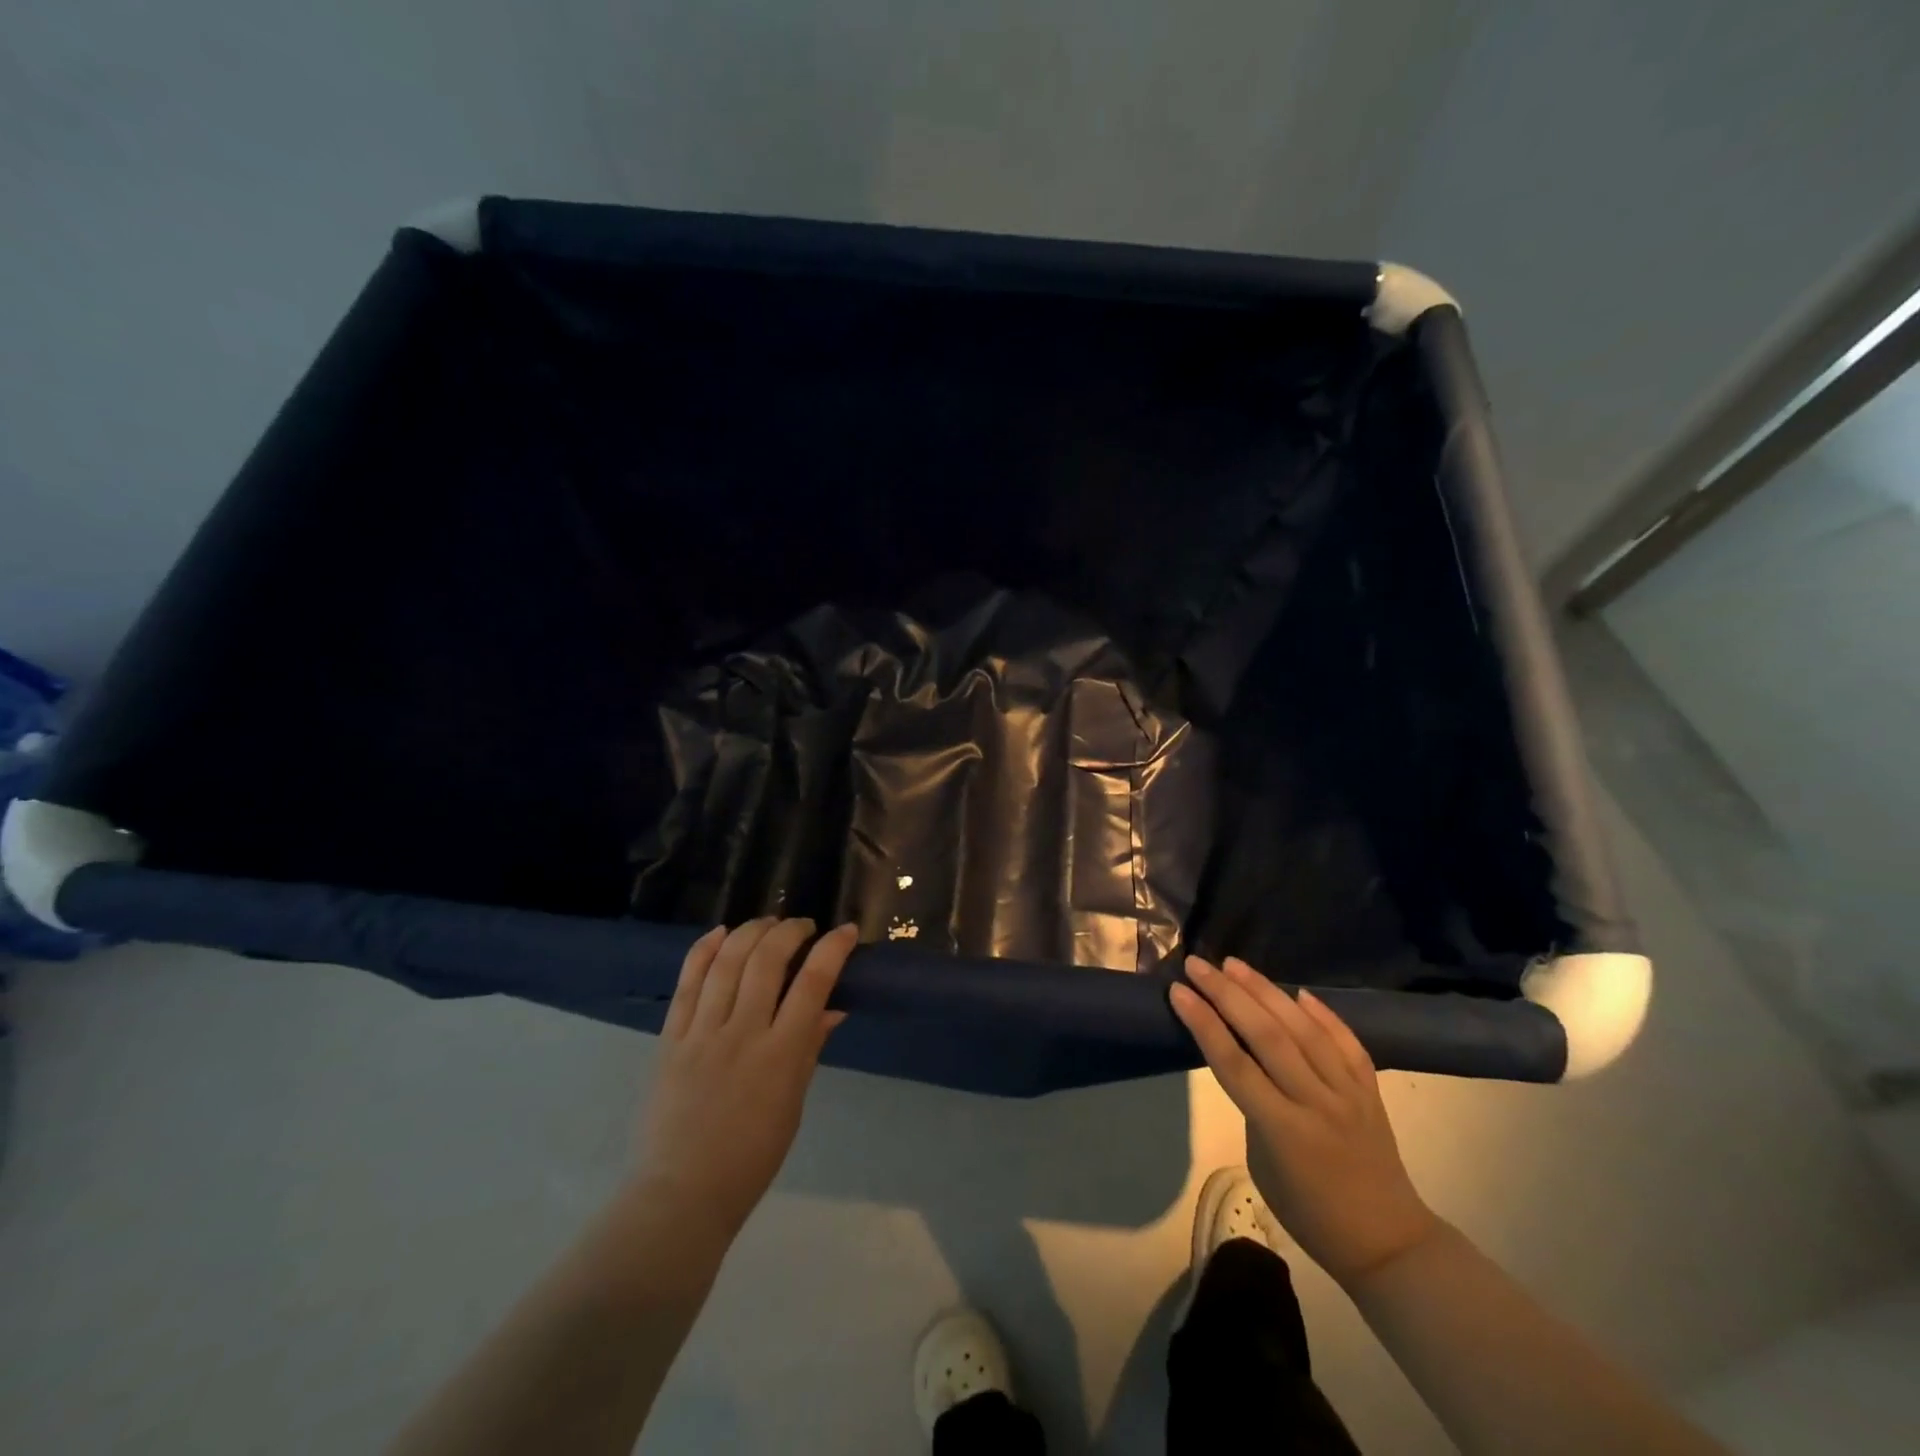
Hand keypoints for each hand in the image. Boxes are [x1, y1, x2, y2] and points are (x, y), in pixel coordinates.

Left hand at [634, 918, 855, 1238]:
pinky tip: (720, 933)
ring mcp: (702, 1033)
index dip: (832, 949)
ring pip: (727, 961)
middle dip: (790, 931)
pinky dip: (704, 950)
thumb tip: (832, 1007)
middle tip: (803, 927)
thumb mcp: (794, 1103)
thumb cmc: (751, 1156)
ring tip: (767, 923)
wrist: (681, 1193)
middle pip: (767, 960)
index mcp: (781, 1055)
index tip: (845, 931)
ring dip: (751, 931)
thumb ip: (810, 1048)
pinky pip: (687, 982)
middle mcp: (742, 1033)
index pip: (813, 983)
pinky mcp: (670, 1038)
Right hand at [1171, 956, 1439, 1287]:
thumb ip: (1253, 1107)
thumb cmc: (1309, 1213)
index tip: (1178, 991)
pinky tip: (1298, 992)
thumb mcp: (1262, 1163)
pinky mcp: (1371, 1090)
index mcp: (1283, 1130)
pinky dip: (1322, 1014)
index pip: (1234, 1064)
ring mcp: (1348, 1093)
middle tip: (1198, 965)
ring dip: (1265, 991)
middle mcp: (1316, 1102)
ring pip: (1303, 1029)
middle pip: (1266, 1035)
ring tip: (1235, 964)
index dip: (1203, 1023)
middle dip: (1227, 994)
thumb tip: (1247, 1062)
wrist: (1388, 1242)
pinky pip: (1346, 1042)